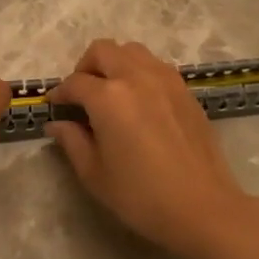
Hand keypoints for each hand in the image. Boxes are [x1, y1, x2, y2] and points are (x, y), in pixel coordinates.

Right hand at [47, 39, 255, 257]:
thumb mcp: (94, 174)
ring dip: (115, 64)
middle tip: (82, 94)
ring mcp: (165, 80)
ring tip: (111, 93)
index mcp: (109, 97)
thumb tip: (57, 124)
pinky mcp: (185, 91)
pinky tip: (139, 102)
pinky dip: (140, 73)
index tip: (55, 106)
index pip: (75, 83)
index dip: (60, 93)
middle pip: (103, 51)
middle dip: (85, 67)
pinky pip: (156, 66)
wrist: (202, 207)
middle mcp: (136, 77)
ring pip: (132, 51)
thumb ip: (72, 141)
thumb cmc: (141, 195)